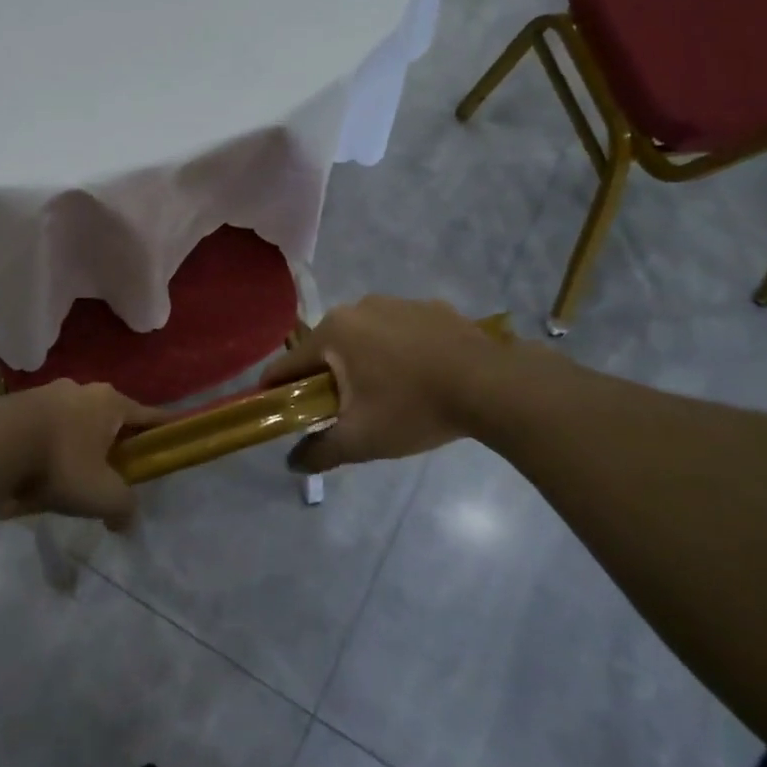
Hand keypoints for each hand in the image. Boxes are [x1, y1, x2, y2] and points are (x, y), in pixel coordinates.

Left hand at [0, 381, 163, 531]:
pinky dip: (43, 450)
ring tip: (64, 482)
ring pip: (71, 424)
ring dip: (73, 448)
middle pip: (107, 420)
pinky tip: (30, 477)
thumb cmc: (59, 463)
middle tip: (109, 474)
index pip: (147, 415)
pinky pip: (40, 430)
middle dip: (110, 444)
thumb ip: (123, 508)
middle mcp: (81, 389)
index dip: (162, 429)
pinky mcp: (14, 404)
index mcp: (110, 402)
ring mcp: (45, 393)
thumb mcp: (102, 495)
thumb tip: (127, 521)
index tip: (172, 435)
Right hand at [260, 296, 510, 473]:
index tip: (274, 409)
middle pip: (326, 348)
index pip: (288, 364)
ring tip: (385, 395)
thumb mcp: (361, 440)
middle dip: (326, 378)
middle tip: (340, 411)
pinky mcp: (431, 307)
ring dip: (363, 362)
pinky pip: (400, 331)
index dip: (276, 389)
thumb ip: (320, 451)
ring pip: (364, 337)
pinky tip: (420, 376)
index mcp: (334, 332)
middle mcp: (358, 307)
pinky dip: (398, 351)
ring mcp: (397, 303)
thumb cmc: (413, 408)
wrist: (491, 386)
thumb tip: (292, 463)